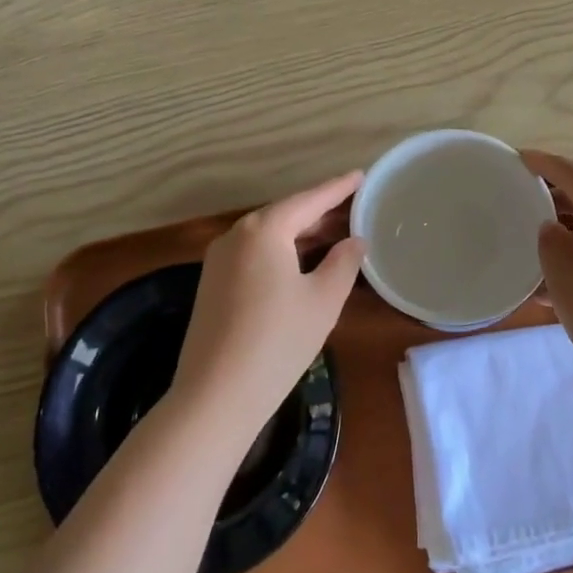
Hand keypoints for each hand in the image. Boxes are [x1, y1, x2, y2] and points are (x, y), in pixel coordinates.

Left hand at [171, 172, 366, 454]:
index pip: (308, 200)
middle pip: (285, 214)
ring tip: (334, 234)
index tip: (360, 176)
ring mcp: (218, 260)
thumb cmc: (278, 342)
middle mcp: (236, 235)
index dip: (337, 189)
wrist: (215, 396)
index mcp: (264, 230)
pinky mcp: (212, 284)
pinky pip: (253, 254)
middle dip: (319, 212)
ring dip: (300, 234)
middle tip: (353, 208)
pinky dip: (280, 251)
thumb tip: (354, 241)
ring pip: (268, 235)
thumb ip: (343, 263)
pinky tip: (300, 264)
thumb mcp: (322, 301)